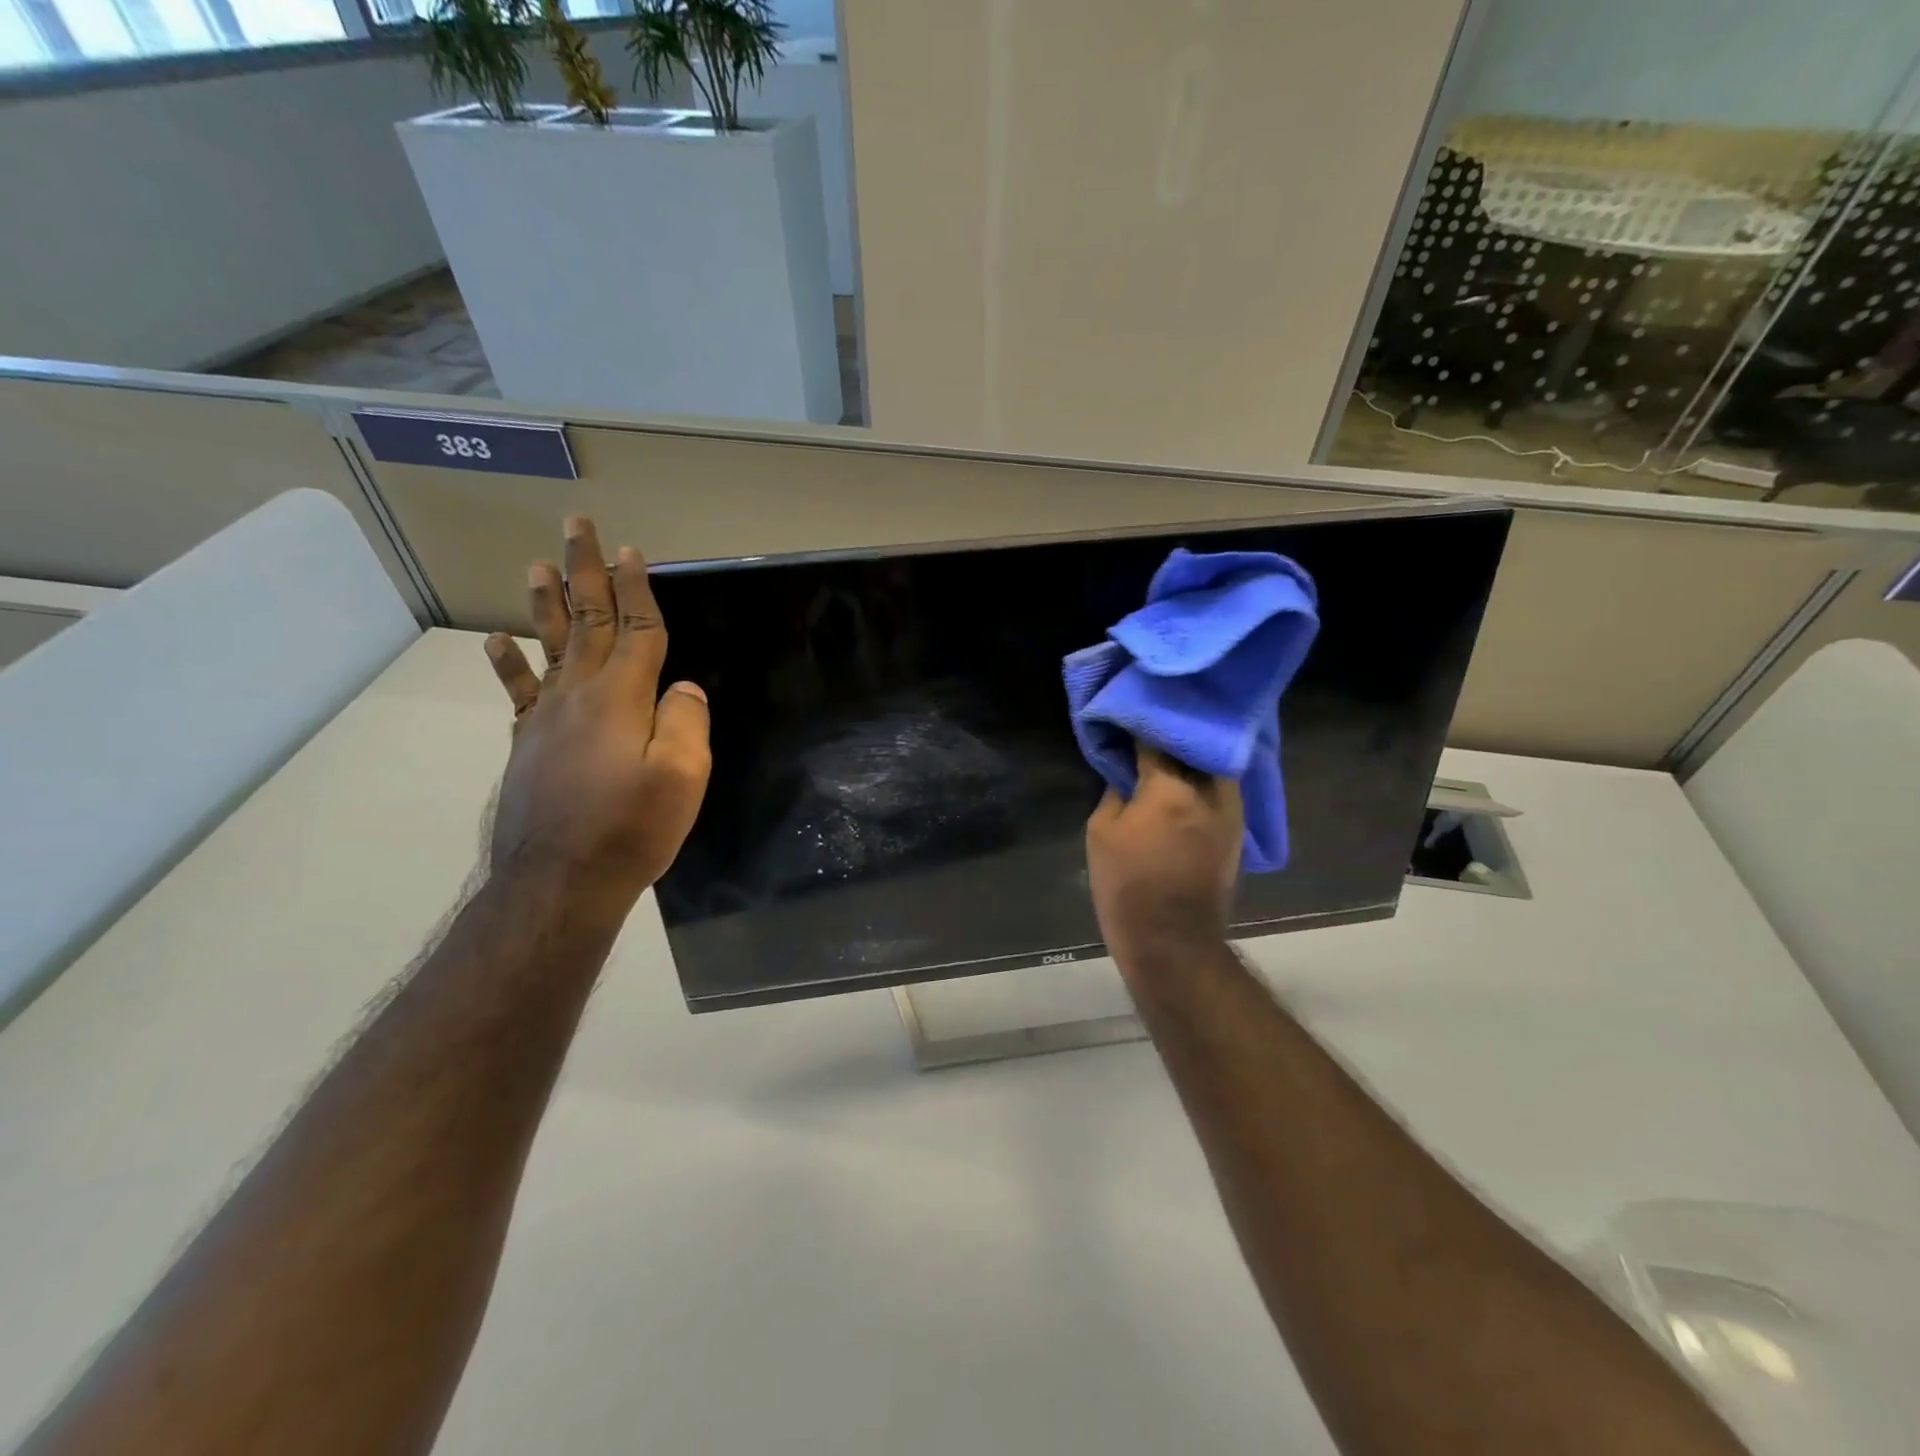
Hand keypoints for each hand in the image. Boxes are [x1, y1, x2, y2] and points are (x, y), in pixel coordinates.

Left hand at [483, 517, 710, 916]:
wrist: (560, 881)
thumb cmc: (631, 829)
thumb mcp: (682, 777)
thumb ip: (685, 723)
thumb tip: (682, 687)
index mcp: (621, 698)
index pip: (636, 630)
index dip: (637, 589)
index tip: (632, 551)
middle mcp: (579, 695)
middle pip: (586, 621)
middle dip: (586, 573)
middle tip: (576, 527)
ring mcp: (546, 718)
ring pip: (547, 646)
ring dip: (544, 603)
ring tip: (536, 565)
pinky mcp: (527, 743)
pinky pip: (519, 692)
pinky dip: (508, 663)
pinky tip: (496, 643)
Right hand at [1087, 747, 1242, 968]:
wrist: (1172, 941)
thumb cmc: (1127, 885)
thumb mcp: (1101, 832)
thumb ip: (1115, 792)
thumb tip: (1125, 775)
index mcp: (1170, 788)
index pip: (1154, 741)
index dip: (1137, 730)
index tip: (1124, 723)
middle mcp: (1208, 792)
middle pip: (1192, 748)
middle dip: (1171, 739)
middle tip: (1149, 735)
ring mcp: (1229, 812)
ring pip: (1213, 768)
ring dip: (1192, 759)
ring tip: (1170, 756)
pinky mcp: (1237, 832)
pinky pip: (1221, 791)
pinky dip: (1204, 781)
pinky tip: (1186, 784)